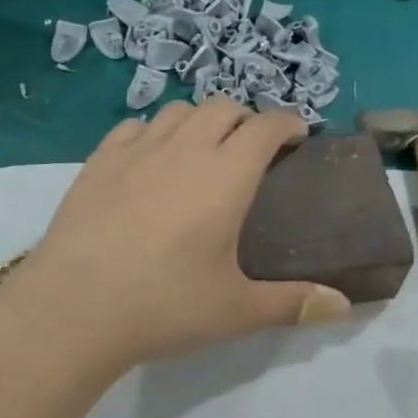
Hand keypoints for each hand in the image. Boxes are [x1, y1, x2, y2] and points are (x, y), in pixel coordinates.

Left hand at [0, 100, 350, 377]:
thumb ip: (293, 304)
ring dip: (199, 121)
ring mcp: (135, 151)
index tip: (297, 135)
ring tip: (201, 151)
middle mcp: (183, 149)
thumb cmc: (164, 305)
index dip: (287, 122)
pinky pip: (132, 127)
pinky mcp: (97, 162)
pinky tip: (150, 160)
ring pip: (176, 111)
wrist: (74, 307)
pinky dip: (152, 132)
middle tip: (251, 150)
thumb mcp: (236, 310)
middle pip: (221, 107)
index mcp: (226, 175)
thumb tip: (343, 307)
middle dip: (245, 118)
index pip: (265, 126)